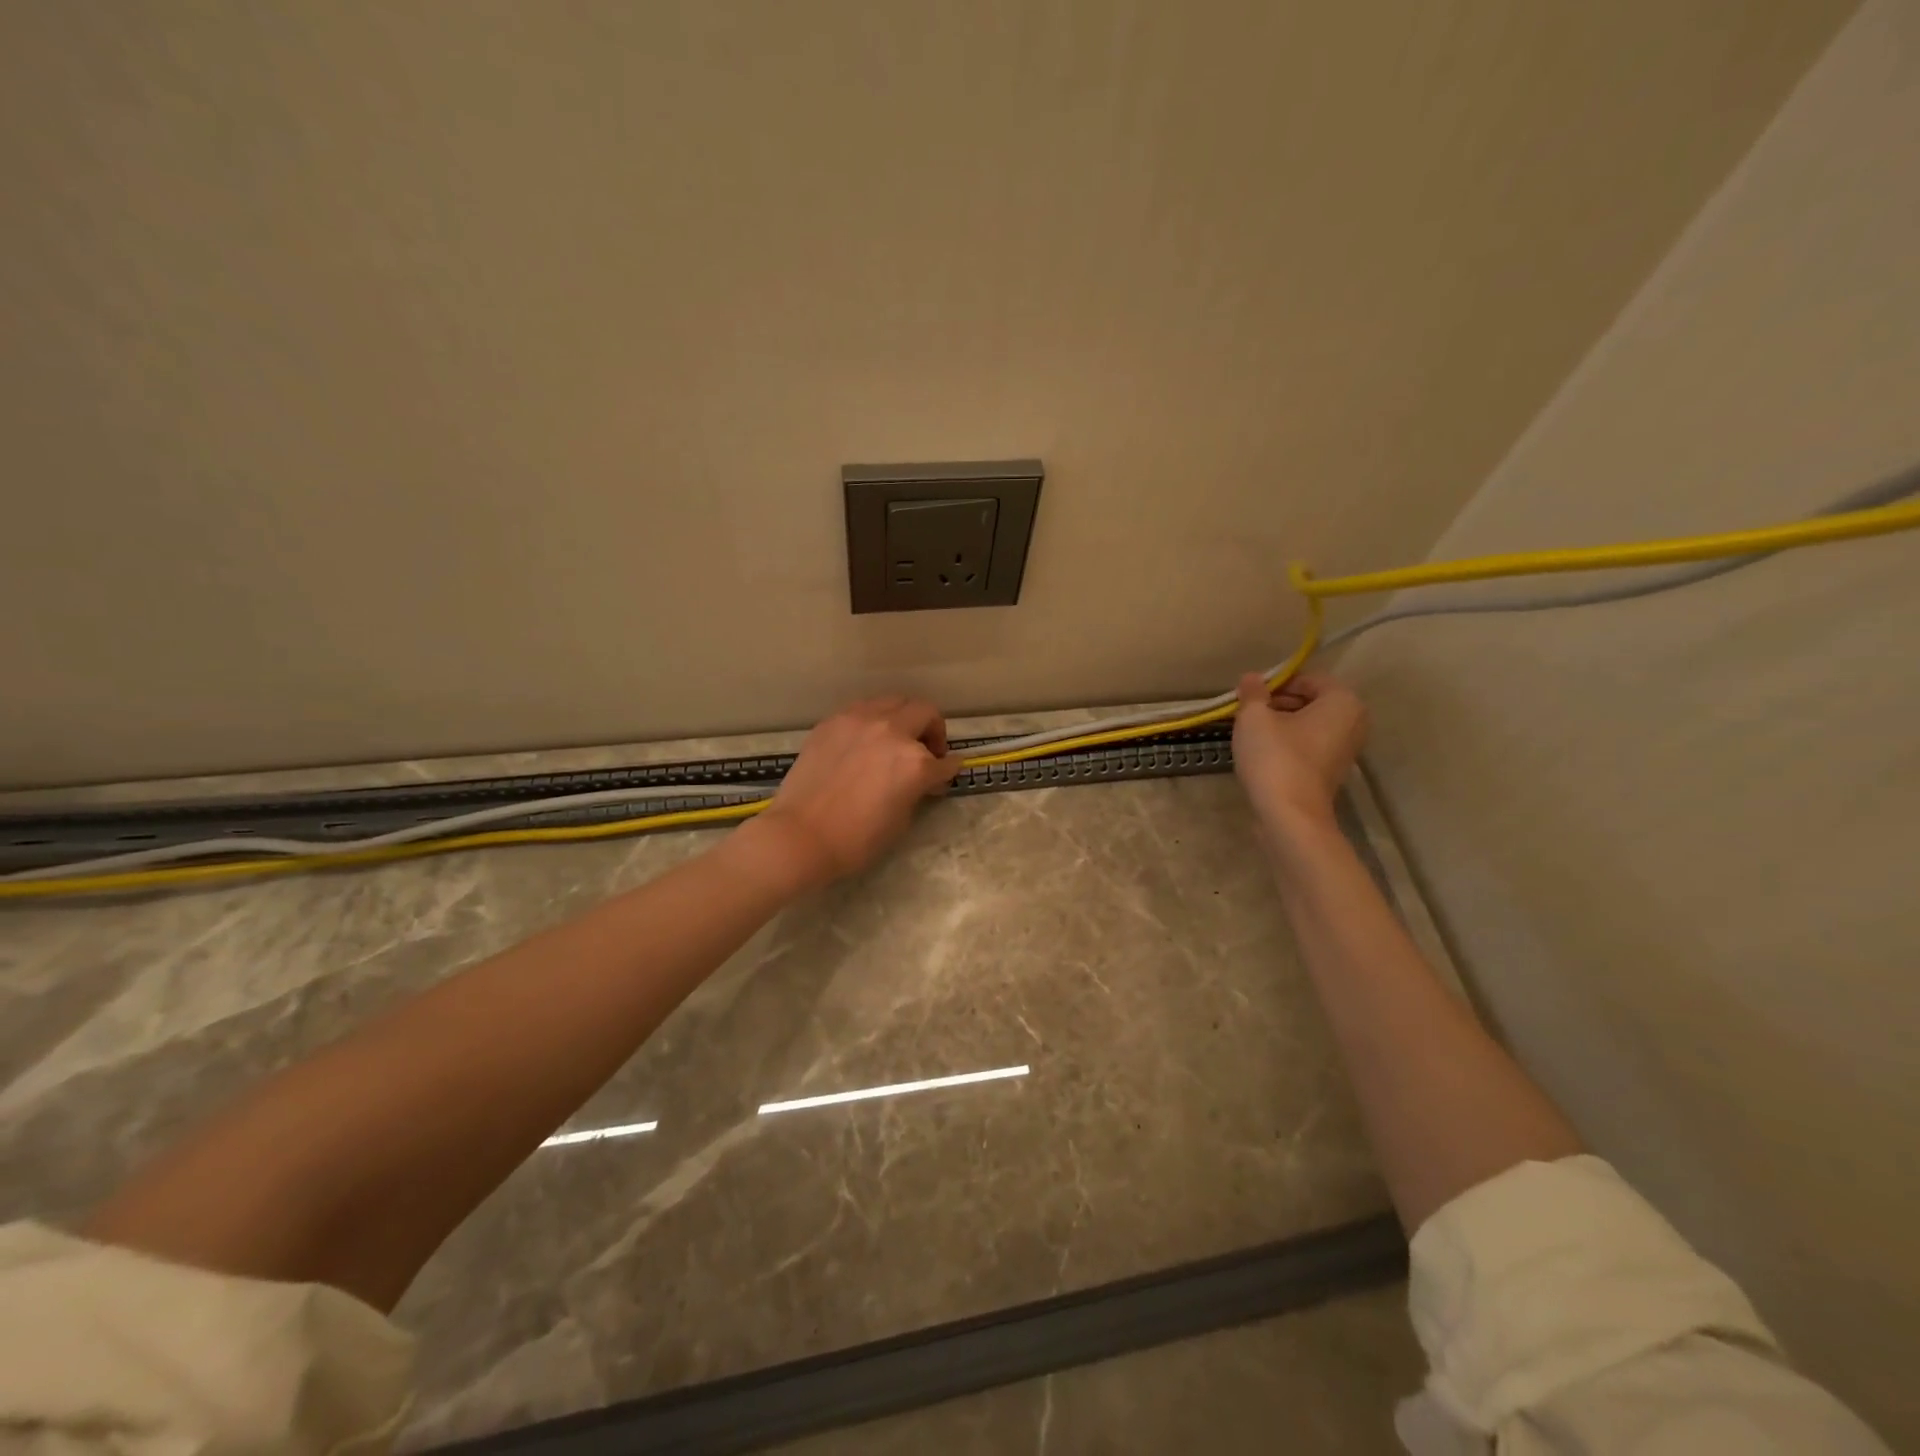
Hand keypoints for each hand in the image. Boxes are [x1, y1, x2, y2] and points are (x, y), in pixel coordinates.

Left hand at [752, 696, 960, 887]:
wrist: (800, 835)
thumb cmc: (856, 840)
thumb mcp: (901, 819)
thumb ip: (917, 789)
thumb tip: (922, 780)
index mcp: (915, 762)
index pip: (946, 761)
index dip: (949, 770)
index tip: (944, 775)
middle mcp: (892, 732)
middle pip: (926, 713)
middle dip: (933, 731)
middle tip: (926, 751)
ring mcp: (860, 721)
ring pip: (895, 702)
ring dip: (904, 718)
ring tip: (895, 739)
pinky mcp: (833, 721)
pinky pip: (864, 709)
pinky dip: (874, 720)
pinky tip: (865, 741)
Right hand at [1232, 671, 1367, 834]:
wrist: (1290, 815)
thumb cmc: (1275, 758)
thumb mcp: (1254, 718)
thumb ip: (1253, 693)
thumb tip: (1251, 678)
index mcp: (1343, 702)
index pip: (1306, 679)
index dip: (1275, 685)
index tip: (1250, 697)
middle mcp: (1353, 722)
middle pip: (1310, 701)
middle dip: (1278, 704)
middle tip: (1248, 714)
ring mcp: (1346, 750)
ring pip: (1309, 725)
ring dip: (1281, 725)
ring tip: (1251, 734)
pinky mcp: (1333, 772)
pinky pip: (1309, 746)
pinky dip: (1289, 744)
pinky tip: (1264, 754)